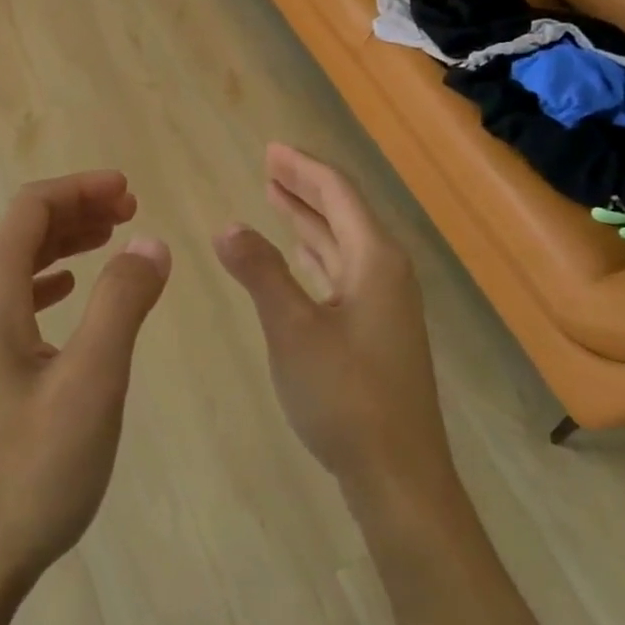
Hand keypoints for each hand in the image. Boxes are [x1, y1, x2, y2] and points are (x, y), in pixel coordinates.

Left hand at [0, 171, 170, 609]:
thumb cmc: (28, 472)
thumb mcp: (91, 383)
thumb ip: (121, 303)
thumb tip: (150, 242)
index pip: (31, 208)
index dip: (81, 189)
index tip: (130, 190)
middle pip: (21, 232)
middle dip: (77, 212)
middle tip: (130, 210)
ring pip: (15, 268)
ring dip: (63, 245)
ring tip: (110, 242)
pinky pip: (9, 304)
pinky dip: (45, 284)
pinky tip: (66, 294)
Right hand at [214, 144, 450, 503]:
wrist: (397, 475)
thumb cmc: (345, 396)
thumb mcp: (292, 329)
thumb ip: (260, 273)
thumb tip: (227, 226)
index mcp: (375, 260)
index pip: (338, 194)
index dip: (303, 168)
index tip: (270, 149)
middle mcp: (385, 272)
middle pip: (343, 212)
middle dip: (305, 187)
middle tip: (268, 164)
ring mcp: (383, 304)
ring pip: (342, 243)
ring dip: (309, 218)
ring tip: (276, 196)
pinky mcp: (375, 330)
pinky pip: (342, 271)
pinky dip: (316, 254)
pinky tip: (299, 255)